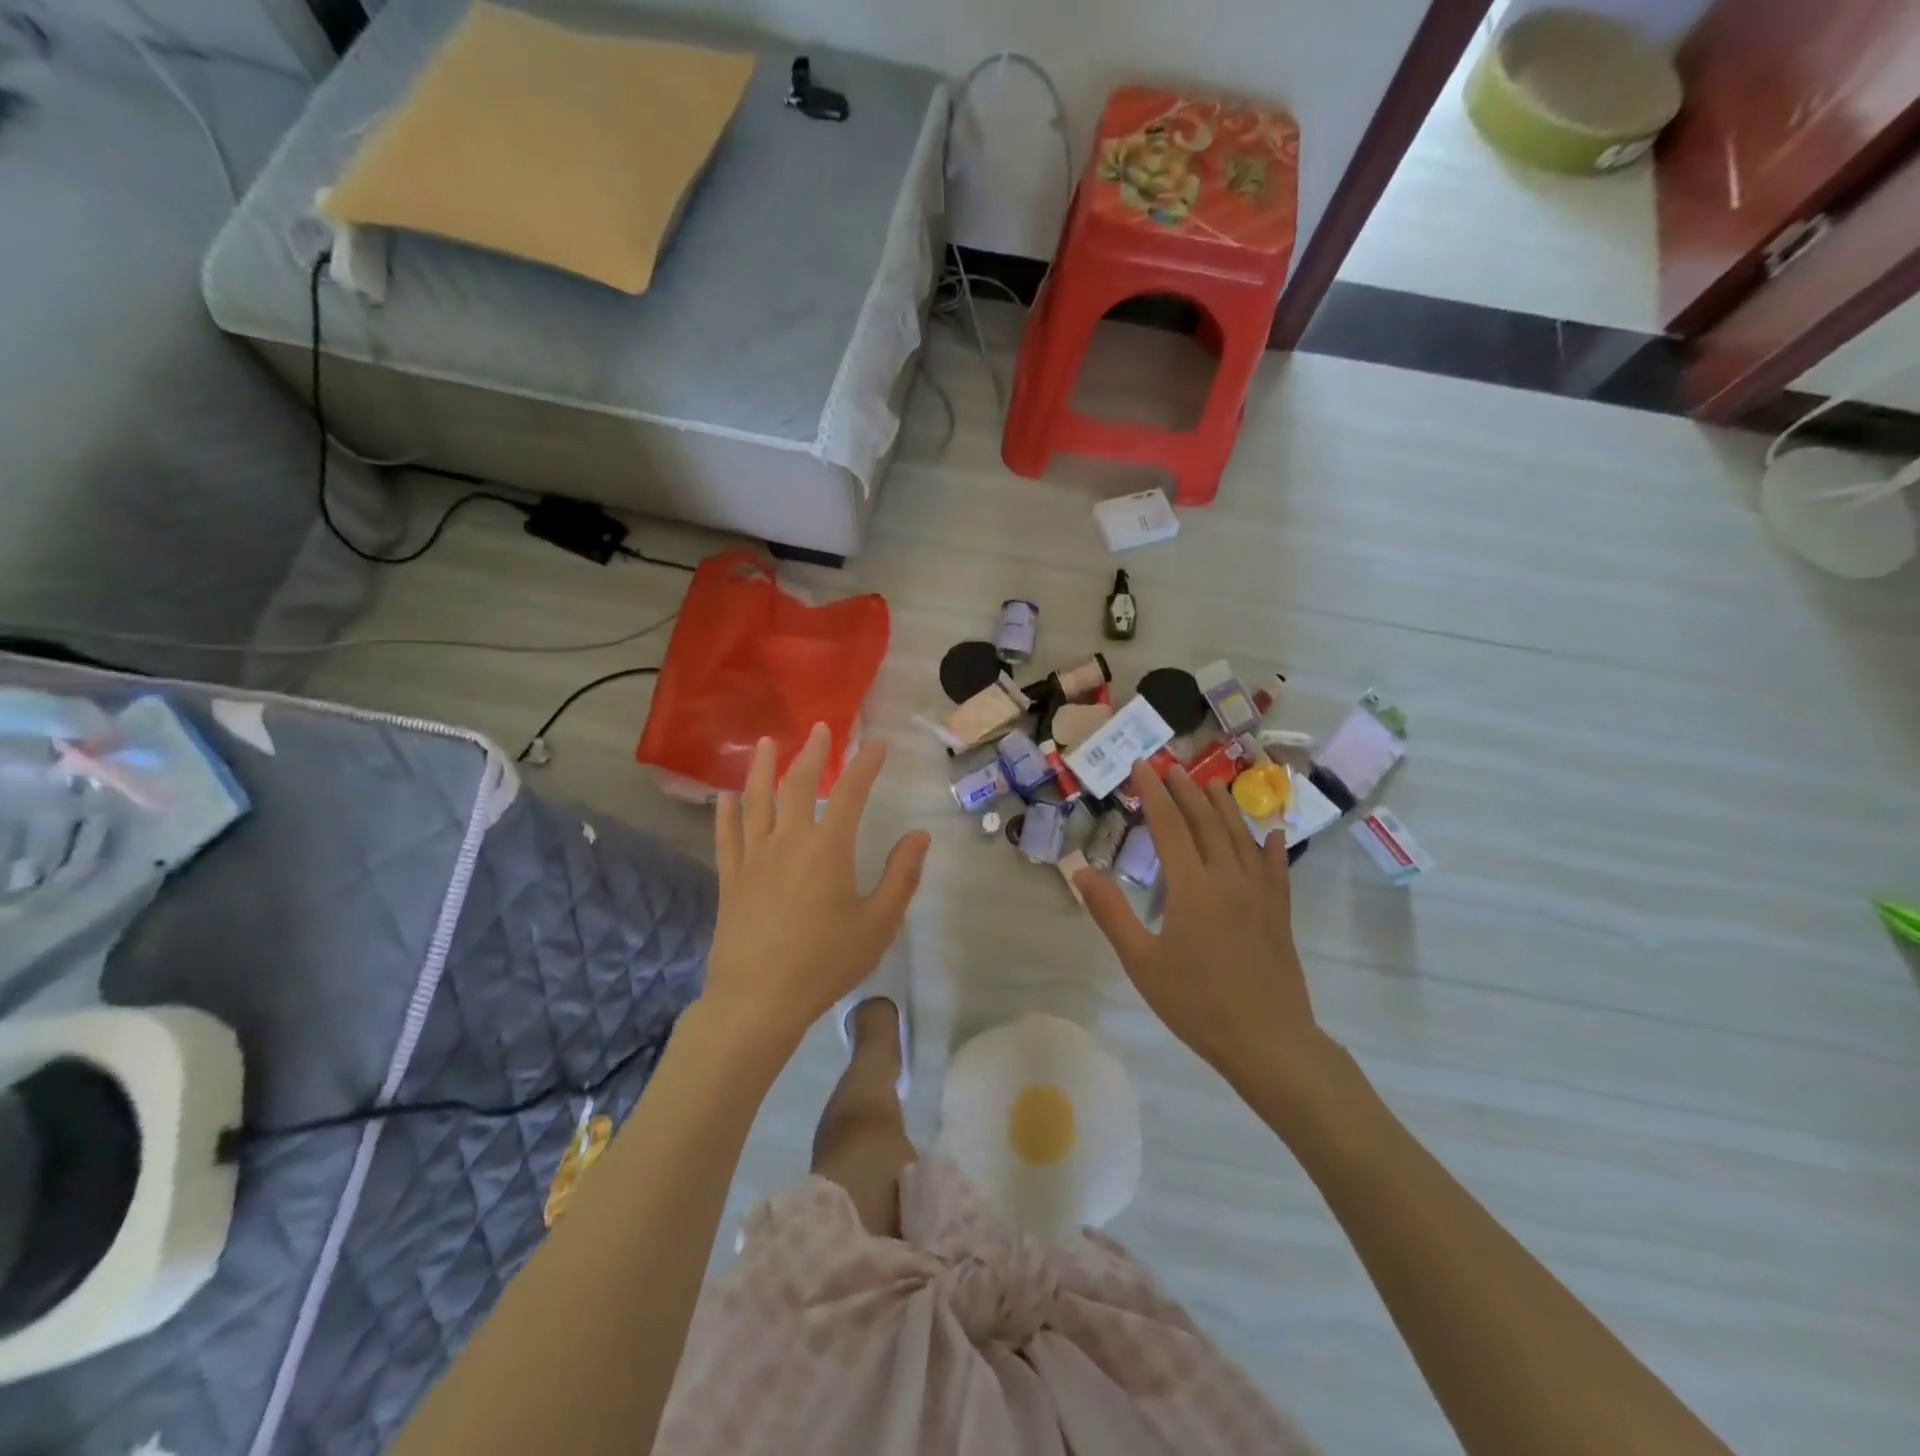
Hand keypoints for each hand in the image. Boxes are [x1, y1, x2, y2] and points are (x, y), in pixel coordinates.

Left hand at [702, 724, 929, 1053]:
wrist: (758, 1000)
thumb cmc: (825, 963)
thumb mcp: (878, 923)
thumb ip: (901, 876)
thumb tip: (918, 836)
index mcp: (828, 848)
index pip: (851, 793)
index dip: (865, 765)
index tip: (876, 744)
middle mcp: (788, 841)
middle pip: (799, 785)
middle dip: (814, 753)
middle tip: (821, 729)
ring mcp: (754, 857)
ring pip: (756, 800)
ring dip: (762, 767)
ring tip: (765, 742)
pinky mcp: (730, 879)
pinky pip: (727, 836)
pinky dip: (726, 812)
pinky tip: (726, 796)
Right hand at [1075, 763, 1331, 1085]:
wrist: (1268, 1041)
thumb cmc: (1197, 1003)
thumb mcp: (1141, 961)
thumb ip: (1111, 912)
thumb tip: (1080, 870)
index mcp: (1192, 887)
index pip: (1169, 826)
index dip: (1153, 793)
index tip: (1141, 766)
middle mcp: (1228, 878)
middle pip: (1206, 822)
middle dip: (1186, 791)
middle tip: (1171, 765)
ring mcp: (1260, 894)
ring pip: (1241, 837)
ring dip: (1224, 807)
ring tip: (1211, 784)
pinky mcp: (1280, 913)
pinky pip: (1276, 869)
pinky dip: (1272, 846)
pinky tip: (1272, 833)